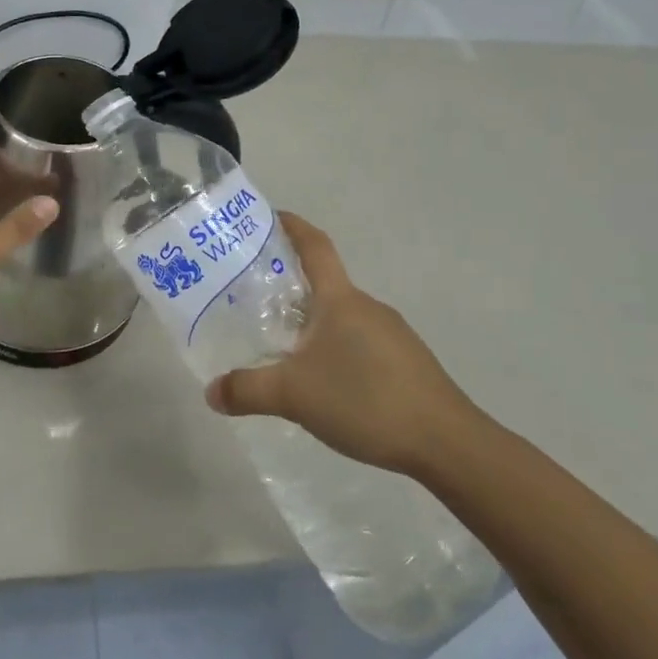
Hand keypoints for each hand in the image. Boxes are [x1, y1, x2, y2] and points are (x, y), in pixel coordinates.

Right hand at [206, 213, 483, 477]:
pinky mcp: (405, 362)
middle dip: (290, 284)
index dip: (293, 226)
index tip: (271, 216)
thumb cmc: (366, 400)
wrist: (446, 443)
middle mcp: (367, 307)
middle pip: (325, 283)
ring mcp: (391, 334)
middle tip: (253, 297)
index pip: (315, 246)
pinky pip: (358, 341)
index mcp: (340, 300)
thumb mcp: (294, 395)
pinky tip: (322, 381)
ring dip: (312, 320)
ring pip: (341, 316)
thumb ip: (248, 390)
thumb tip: (211, 392)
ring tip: (281, 345)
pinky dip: (333, 347)